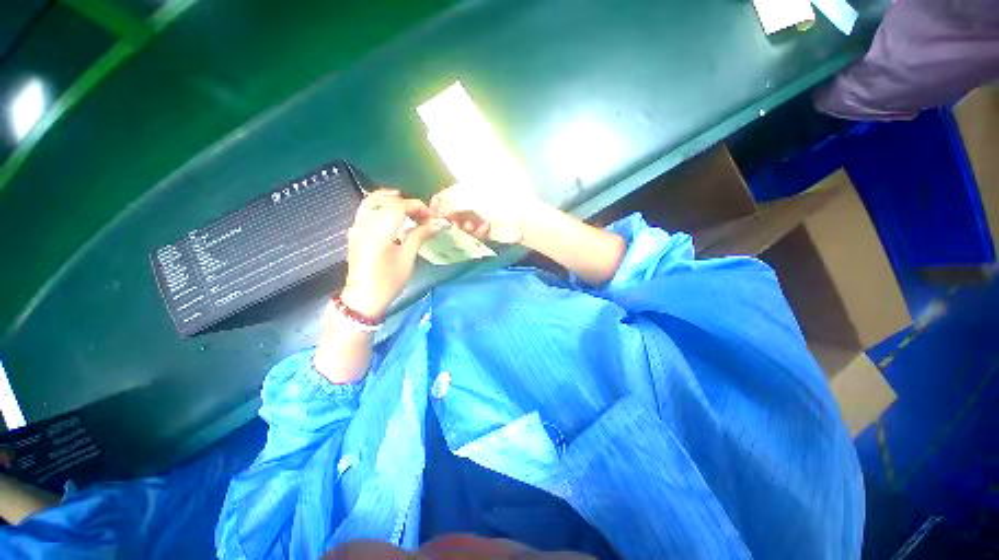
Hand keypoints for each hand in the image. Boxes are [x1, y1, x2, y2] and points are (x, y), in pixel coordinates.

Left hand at [341, 190, 443, 317]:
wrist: (364, 298)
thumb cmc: (388, 282)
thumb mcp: (407, 259)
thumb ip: (419, 236)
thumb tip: (436, 224)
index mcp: (379, 232)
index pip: (399, 206)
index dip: (417, 207)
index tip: (431, 216)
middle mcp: (365, 224)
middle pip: (385, 199)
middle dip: (407, 203)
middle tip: (423, 215)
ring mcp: (357, 227)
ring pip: (372, 201)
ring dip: (392, 200)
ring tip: (410, 210)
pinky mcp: (355, 233)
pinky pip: (366, 210)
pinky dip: (381, 206)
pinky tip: (392, 215)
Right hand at [429, 184, 545, 244]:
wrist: (521, 220)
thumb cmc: (498, 202)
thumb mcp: (471, 197)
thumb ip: (450, 202)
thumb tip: (434, 207)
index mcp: (470, 186)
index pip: (448, 194)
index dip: (439, 204)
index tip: (432, 215)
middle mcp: (474, 199)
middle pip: (453, 210)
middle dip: (451, 218)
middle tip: (449, 224)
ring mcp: (480, 214)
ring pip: (461, 223)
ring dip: (463, 225)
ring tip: (470, 226)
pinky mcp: (486, 228)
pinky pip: (473, 232)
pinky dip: (476, 231)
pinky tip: (483, 229)